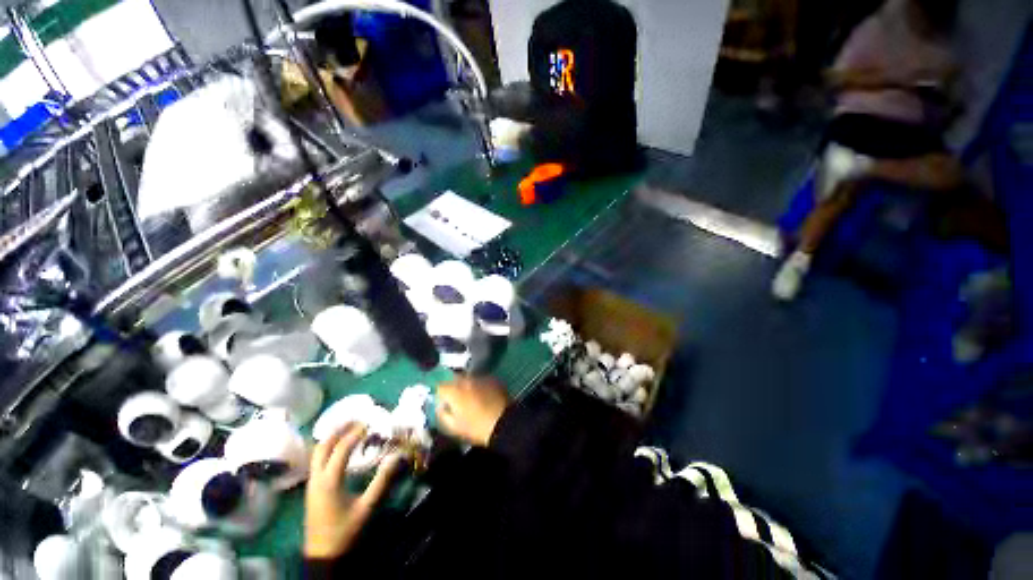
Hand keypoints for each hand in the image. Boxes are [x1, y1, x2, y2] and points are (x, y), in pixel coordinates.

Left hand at [304, 423, 401, 559]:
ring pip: (317, 453)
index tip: (369, 422)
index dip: (355, 433)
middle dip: (338, 430)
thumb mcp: (367, 507)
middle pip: (322, 446)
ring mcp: (311, 483)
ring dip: (331, 437)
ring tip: (347, 428)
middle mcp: (316, 478)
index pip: (341, 449)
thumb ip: (381, 481)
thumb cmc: (345, 530)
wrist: (322, 555)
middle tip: (355, 418)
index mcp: (329, 481)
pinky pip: (317, 461)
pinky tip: (338, 448)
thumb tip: (396, 457)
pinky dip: (327, 448)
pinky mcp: (311, 489)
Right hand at [436, 376, 509, 446]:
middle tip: (456, 401)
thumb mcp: (454, 427)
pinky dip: (479, 385)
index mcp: (454, 391)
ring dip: (466, 386)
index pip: (440, 386)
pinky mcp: (492, 379)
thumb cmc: (476, 427)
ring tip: (471, 398)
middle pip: (454, 379)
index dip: (440, 395)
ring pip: (468, 378)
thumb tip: (440, 407)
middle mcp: (466, 380)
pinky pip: (480, 380)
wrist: (504, 423)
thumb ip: (442, 414)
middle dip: (453, 387)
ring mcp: (480, 377)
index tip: (443, 403)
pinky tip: (483, 396)